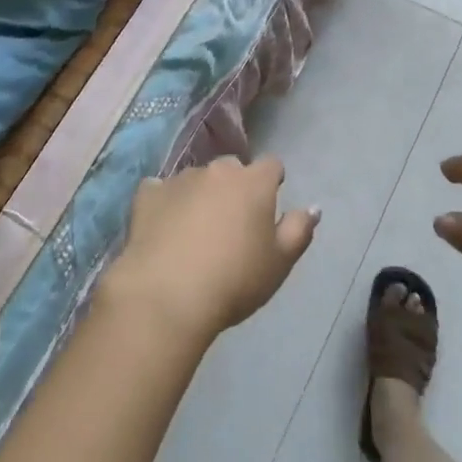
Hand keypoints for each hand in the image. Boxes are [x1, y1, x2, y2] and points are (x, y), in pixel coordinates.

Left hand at [102, 156, 318, 342]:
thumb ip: (299, 230)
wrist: (166, 296)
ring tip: (195, 232)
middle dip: (234, 187)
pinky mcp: (148, 194)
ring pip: (196, 179)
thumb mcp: (279, 263)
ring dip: (200, 195)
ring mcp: (180, 179)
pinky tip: (163, 227)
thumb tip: (313, 207)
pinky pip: (160, 190)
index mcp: (253, 182)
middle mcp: (216, 170)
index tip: (267, 207)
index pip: (271, 165)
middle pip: (232, 168)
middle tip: (231, 224)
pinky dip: (165, 203)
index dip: (272, 183)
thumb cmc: (234, 280)